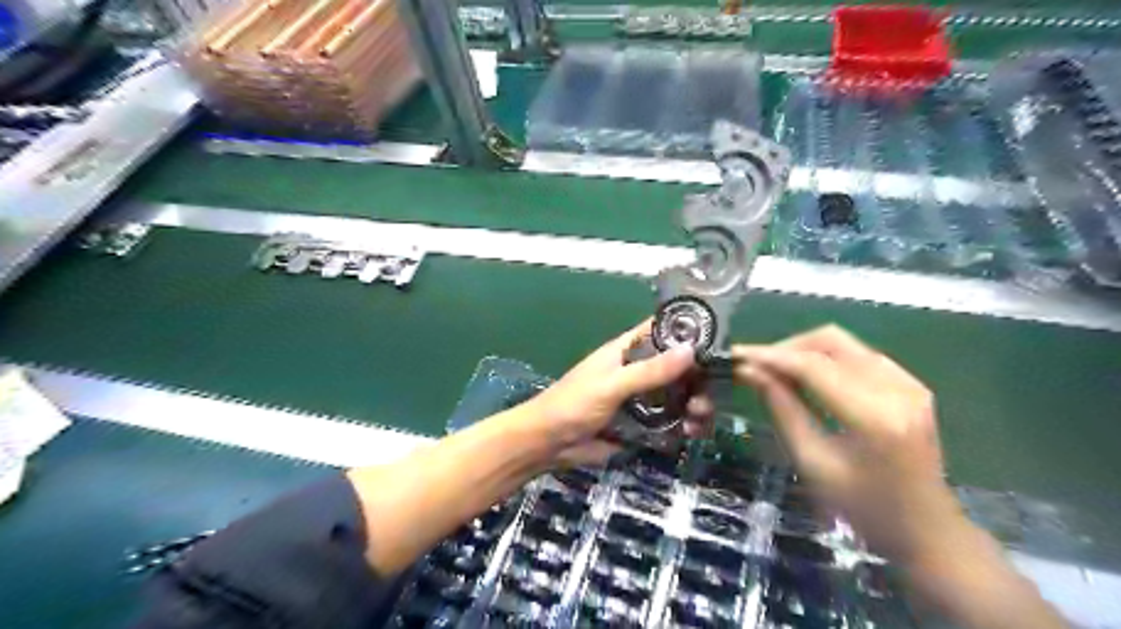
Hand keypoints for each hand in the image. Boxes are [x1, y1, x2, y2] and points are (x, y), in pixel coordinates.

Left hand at [528, 320, 717, 467]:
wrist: (550, 444)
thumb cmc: (574, 404)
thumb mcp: (612, 384)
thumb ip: (649, 371)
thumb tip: (691, 349)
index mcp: (627, 350)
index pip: (661, 330)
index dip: (687, 330)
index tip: (718, 339)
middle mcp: (638, 370)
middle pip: (677, 366)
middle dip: (697, 377)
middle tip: (711, 393)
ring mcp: (641, 398)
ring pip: (677, 394)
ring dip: (693, 404)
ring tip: (700, 418)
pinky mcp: (642, 423)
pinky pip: (670, 420)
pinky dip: (684, 425)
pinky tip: (692, 434)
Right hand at [737, 327, 962, 562]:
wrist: (927, 531)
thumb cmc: (863, 507)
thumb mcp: (812, 462)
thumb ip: (781, 409)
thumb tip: (749, 372)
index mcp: (875, 417)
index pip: (813, 366)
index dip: (771, 356)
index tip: (736, 356)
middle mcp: (897, 389)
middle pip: (830, 341)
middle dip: (787, 348)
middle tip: (756, 365)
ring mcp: (909, 383)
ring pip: (844, 343)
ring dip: (805, 351)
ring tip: (776, 372)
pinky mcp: (912, 384)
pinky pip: (859, 355)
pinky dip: (827, 359)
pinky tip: (809, 379)